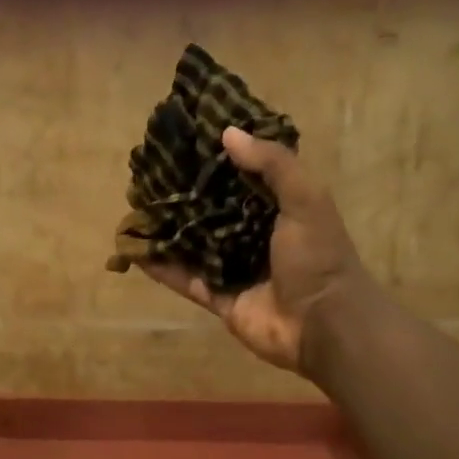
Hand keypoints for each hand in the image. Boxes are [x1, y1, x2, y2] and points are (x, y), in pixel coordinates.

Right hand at [142, 127, 366, 375]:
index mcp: (278, 209)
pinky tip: (135, 252)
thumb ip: (273, 164)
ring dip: (167, 230)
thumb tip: (228, 133)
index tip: (185, 140)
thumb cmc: (318, 257)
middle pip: (211, 210)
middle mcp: (254, 235)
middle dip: (183, 196)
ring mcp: (234, 268)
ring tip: (134, 209)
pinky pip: (185, 279)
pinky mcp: (219, 298)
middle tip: (148, 177)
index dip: (217, 159)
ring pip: (193, 244)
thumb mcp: (306, 200)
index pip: (242, 177)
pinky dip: (161, 268)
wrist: (324, 325)